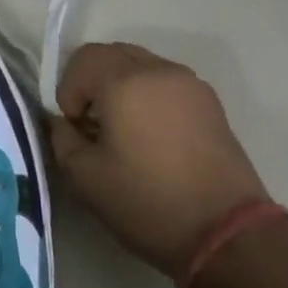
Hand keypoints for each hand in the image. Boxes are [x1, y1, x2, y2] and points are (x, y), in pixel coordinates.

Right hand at [48, 43, 269, 282]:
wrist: (226, 233)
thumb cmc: (147, 203)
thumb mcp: (85, 178)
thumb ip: (62, 138)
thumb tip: (62, 122)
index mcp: (125, 83)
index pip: (82, 59)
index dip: (68, 90)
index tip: (75, 127)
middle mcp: (159, 70)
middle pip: (112, 54)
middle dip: (92, 82)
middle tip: (92, 124)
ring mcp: (190, 84)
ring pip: (141, 65)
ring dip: (121, 86)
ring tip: (123, 129)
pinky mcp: (210, 102)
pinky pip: (166, 81)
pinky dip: (148, 94)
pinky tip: (151, 135)